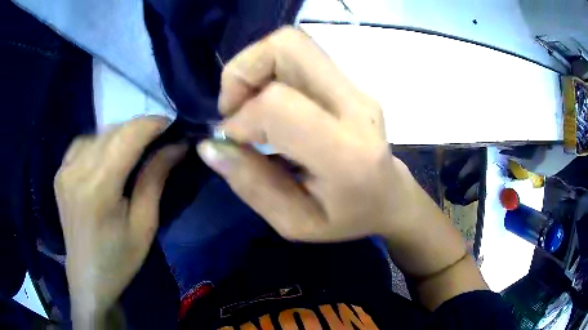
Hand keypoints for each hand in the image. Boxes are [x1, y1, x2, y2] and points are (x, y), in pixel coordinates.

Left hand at [54, 116, 185, 323]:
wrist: (88, 277)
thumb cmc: (119, 259)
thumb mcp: (145, 224)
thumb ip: (155, 179)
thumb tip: (176, 146)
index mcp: (98, 188)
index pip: (128, 136)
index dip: (152, 124)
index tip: (173, 126)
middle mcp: (77, 170)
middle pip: (113, 131)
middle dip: (140, 129)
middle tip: (159, 141)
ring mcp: (64, 169)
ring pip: (99, 134)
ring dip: (121, 136)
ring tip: (135, 151)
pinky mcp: (60, 172)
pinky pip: (83, 143)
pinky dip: (100, 143)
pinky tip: (107, 158)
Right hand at [197, 27, 486, 309]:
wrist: (390, 196)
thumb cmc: (348, 218)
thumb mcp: (295, 223)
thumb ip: (252, 185)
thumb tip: (209, 146)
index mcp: (346, 153)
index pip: (278, 104)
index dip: (241, 118)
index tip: (234, 143)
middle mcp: (355, 105)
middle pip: (288, 46)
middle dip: (243, 71)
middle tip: (234, 109)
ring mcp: (355, 87)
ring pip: (292, 43)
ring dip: (254, 68)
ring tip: (250, 106)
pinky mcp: (350, 81)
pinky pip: (299, 56)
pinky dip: (269, 70)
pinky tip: (270, 103)